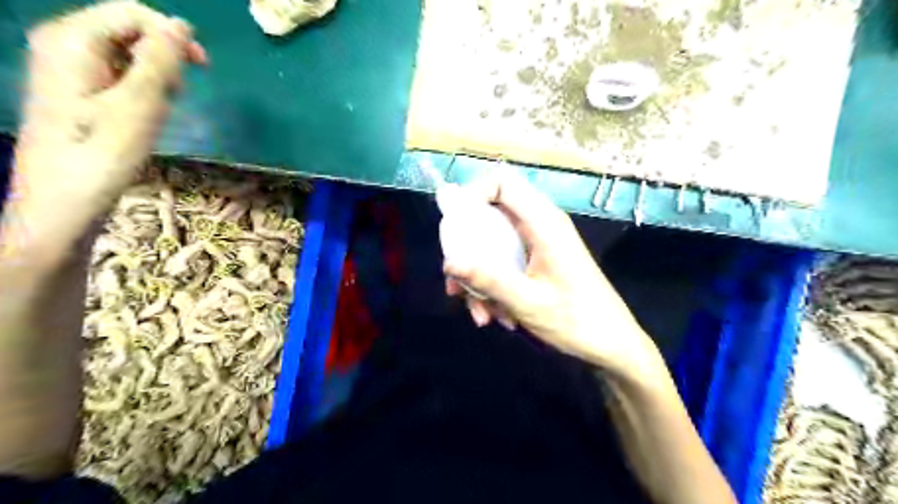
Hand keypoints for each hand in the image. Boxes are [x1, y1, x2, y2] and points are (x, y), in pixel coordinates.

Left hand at [12, 2, 208, 216]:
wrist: (65, 197)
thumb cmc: (104, 151)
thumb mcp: (140, 102)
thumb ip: (161, 59)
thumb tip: (181, 25)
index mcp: (73, 38)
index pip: (132, 12)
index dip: (172, 34)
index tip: (203, 68)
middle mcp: (66, 44)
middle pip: (129, 30)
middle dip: (163, 59)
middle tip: (177, 95)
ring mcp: (70, 68)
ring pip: (128, 55)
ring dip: (156, 78)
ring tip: (160, 110)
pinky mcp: (79, 90)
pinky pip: (120, 76)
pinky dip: (143, 91)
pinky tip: (146, 115)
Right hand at [443, 175, 657, 375]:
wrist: (612, 344)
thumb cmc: (577, 321)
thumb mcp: (527, 302)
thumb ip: (488, 280)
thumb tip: (448, 261)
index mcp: (543, 223)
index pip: (502, 183)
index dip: (473, 194)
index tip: (454, 228)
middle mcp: (539, 226)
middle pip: (490, 217)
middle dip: (468, 251)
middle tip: (457, 284)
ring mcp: (538, 244)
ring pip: (493, 245)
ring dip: (480, 277)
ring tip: (481, 314)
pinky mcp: (537, 261)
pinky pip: (504, 262)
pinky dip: (493, 286)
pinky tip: (495, 316)